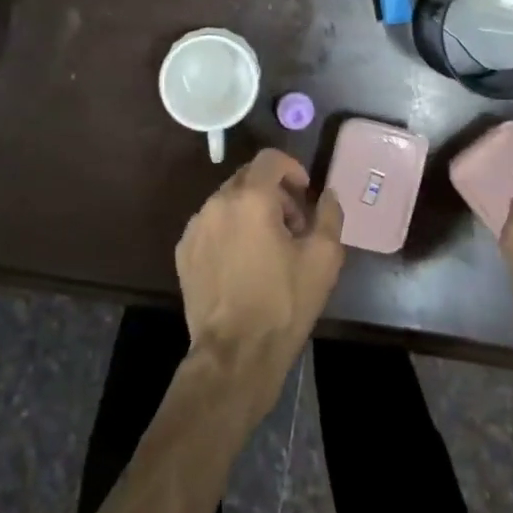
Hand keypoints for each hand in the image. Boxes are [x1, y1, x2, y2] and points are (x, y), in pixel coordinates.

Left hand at [176, 149, 344, 414]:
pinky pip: (211, 225)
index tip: (305, 192)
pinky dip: (230, 230)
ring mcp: (195, 227)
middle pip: (247, 178)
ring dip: (251, 211)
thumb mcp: (324, 258)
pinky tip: (243, 263)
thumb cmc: (284, 303)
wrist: (235, 353)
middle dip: (274, 192)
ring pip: (227, 201)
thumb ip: (329, 215)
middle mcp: (217, 203)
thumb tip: (327, 195)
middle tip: (294, 224)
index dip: (292, 168)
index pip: (270, 159)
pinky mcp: (184, 251)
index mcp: (251, 198)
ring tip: (269, 247)